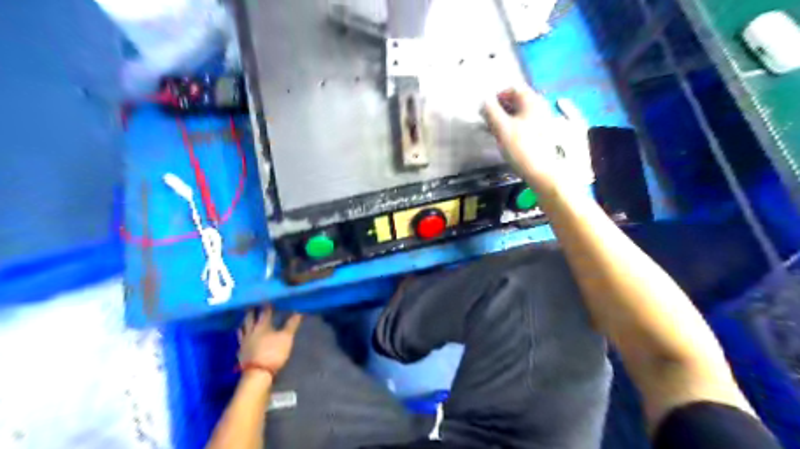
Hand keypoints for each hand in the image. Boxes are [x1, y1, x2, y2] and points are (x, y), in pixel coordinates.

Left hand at [236, 306, 303, 377]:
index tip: (268, 298)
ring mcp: (244, 341)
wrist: (257, 373)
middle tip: (253, 304)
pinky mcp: (240, 351)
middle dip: (252, 310)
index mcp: (262, 325)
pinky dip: (242, 334)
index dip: (267, 304)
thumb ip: (291, 324)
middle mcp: (251, 330)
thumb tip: (298, 311)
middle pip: (249, 317)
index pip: (264, 311)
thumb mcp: (286, 338)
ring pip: (242, 327)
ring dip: (244, 321)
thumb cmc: (274, 352)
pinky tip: (243, 336)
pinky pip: (240, 339)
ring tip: (245, 318)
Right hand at [481, 85, 592, 192]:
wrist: (544, 173)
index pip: (513, 88)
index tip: (487, 110)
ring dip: (508, 119)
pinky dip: (516, 128)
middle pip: (519, 101)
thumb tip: (484, 101)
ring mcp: (545, 122)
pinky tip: (509, 139)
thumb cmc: (521, 147)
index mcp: (532, 101)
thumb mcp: (501, 128)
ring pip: (523, 114)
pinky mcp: (545, 136)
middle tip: (490, 121)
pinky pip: (528, 125)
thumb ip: (490, 111)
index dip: (497, 96)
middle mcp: (541, 107)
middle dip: (502, 108)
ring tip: (496, 132)